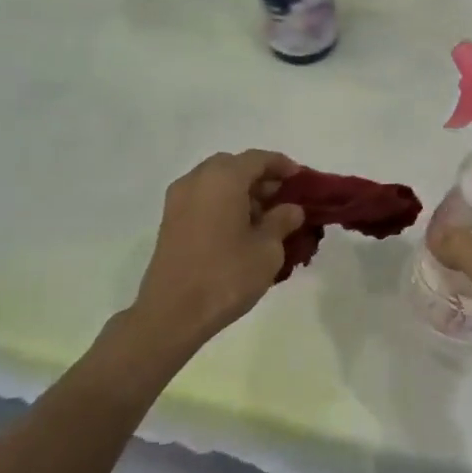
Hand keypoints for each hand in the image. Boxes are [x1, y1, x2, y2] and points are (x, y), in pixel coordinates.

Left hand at [129, 150, 306, 353]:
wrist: (172, 314)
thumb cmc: (226, 275)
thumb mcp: (267, 249)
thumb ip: (282, 221)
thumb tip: (291, 209)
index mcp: (223, 178)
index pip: (258, 159)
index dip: (282, 165)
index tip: (301, 178)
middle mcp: (197, 180)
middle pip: (234, 166)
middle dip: (260, 178)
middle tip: (283, 198)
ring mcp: (178, 200)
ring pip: (216, 182)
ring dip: (241, 192)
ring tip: (265, 217)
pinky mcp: (170, 221)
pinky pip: (203, 198)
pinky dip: (223, 203)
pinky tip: (240, 229)